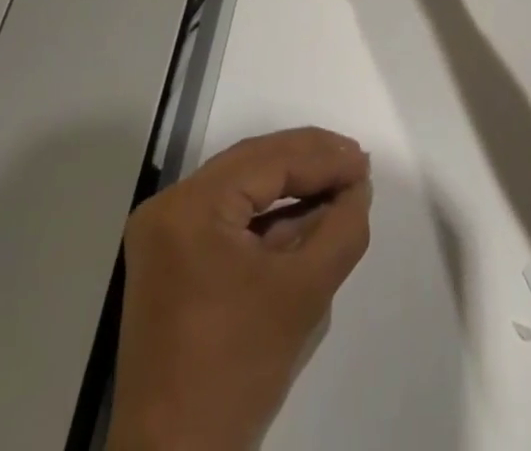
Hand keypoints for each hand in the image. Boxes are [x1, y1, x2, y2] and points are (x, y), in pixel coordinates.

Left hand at [106, 129, 373, 450]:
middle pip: (252, 164)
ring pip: (241, 185)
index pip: (269, 161)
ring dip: (290, 182)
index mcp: (192, 207)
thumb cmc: (237, 372)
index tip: (365, 163)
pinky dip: (267, 211)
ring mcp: (165, 232)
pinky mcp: (170, 257)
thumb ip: (341, 229)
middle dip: (308, 161)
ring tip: (339, 180)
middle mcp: (170, 206)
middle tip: (356, 162)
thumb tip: (357, 185)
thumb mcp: (304, 294)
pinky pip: (227, 215)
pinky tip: (305, 211)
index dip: (323, 158)